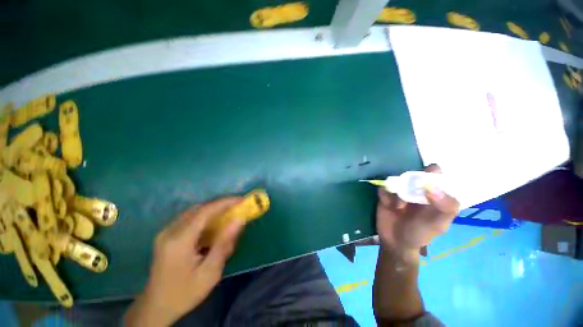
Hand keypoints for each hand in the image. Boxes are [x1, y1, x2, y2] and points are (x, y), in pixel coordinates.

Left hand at [124, 197, 244, 326]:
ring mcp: (166, 232)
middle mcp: (170, 231)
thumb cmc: (185, 293)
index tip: (241, 200)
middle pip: (199, 209)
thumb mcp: (210, 272)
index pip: (205, 211)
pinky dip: (205, 218)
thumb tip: (239, 219)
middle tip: (237, 207)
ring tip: (228, 215)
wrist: (156, 307)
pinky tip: (213, 227)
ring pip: (194, 212)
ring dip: (213, 211)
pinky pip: (189, 219)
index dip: (225, 202)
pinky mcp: (166, 235)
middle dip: (220, 205)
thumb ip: (224, 243)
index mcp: (179, 241)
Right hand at [376, 164, 459, 262]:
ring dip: (396, 192)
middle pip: (412, 174)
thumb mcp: (439, 224)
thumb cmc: (421, 233)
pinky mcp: (385, 194)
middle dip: (409, 184)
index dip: (431, 173)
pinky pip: (383, 188)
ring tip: (398, 207)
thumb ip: (445, 206)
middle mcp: (416, 188)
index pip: (435, 174)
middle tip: (409, 198)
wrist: (396, 242)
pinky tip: (388, 206)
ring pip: (395, 180)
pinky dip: (385, 195)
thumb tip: (431, 186)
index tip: (425, 182)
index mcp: (433, 193)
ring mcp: (399, 190)